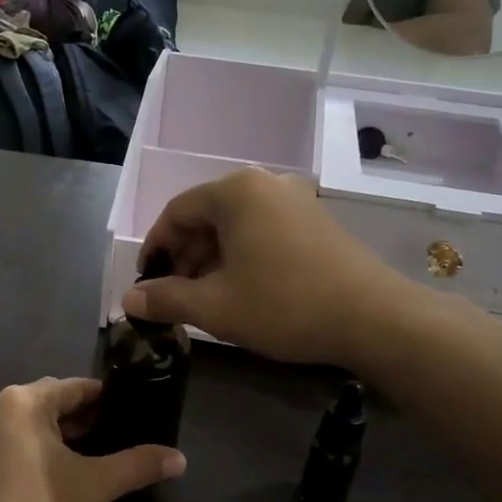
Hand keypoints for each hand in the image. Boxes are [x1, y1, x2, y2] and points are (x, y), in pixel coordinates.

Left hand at [0, 378, 185, 501]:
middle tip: (113, 438)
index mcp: (22, 401)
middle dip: (80, 419)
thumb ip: (138, 465)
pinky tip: (49, 480)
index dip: (105, 399)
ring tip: (86, 459)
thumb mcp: (96, 485)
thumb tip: (180, 459)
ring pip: (26, 426)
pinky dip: (30, 453)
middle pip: (48, 403)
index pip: (74, 387)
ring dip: (55, 436)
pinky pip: (6, 446)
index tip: (129, 413)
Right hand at [125, 168, 411, 367]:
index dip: (155, 249)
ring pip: (236, 225)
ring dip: (213, 259)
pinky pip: (264, 230)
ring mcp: (296, 199)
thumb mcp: (215, 307)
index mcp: (236, 191)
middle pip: (207, 215)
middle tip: (176, 295)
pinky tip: (244, 289)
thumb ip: (166, 299)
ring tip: (207, 298)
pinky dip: (243, 255)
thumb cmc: (284, 304)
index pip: (176, 212)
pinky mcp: (317, 220)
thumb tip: (128, 300)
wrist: (373, 317)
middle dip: (185, 256)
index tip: (146, 283)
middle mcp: (265, 183)